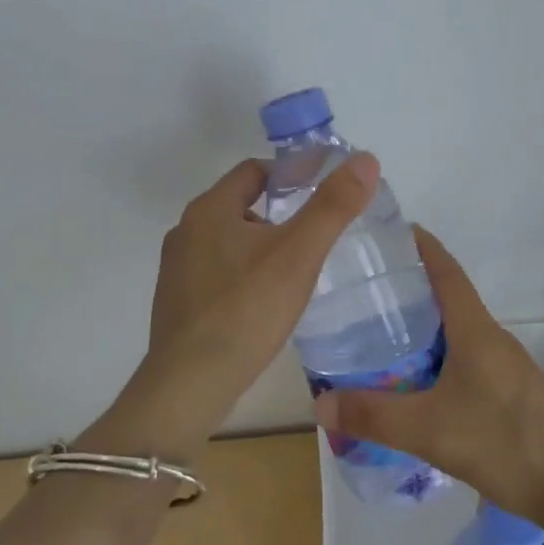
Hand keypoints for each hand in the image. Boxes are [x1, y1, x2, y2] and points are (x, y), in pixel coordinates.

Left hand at [86, 152, 379, 458]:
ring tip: (299, 267)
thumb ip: (333, 206)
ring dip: (263, 245)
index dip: (292, 174)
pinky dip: (246, 273)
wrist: (190, 385)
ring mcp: (177, 269)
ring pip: (230, 241)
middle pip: (241, 204)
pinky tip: (267, 300)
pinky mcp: (178, 302)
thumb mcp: (298, 254)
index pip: (255, 171)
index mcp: (209, 209)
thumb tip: (366, 159)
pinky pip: (219, 272)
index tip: (324, 192)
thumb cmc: (246, 311)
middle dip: (280, 212)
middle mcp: (186, 231)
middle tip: (319, 231)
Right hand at [312, 228, 543, 524]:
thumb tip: (320, 402)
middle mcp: (491, 338)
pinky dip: (435, 358)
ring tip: (378, 336)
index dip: (420, 245)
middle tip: (363, 291)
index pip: (446, 270)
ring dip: (422, 328)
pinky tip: (413, 384)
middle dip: (409, 289)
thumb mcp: (429, 430)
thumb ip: (374, 415)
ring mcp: (503, 365)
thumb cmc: (504, 443)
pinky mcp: (508, 392)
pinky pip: (464, 359)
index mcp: (475, 330)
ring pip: (455, 332)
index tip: (389, 231)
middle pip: (447, 298)